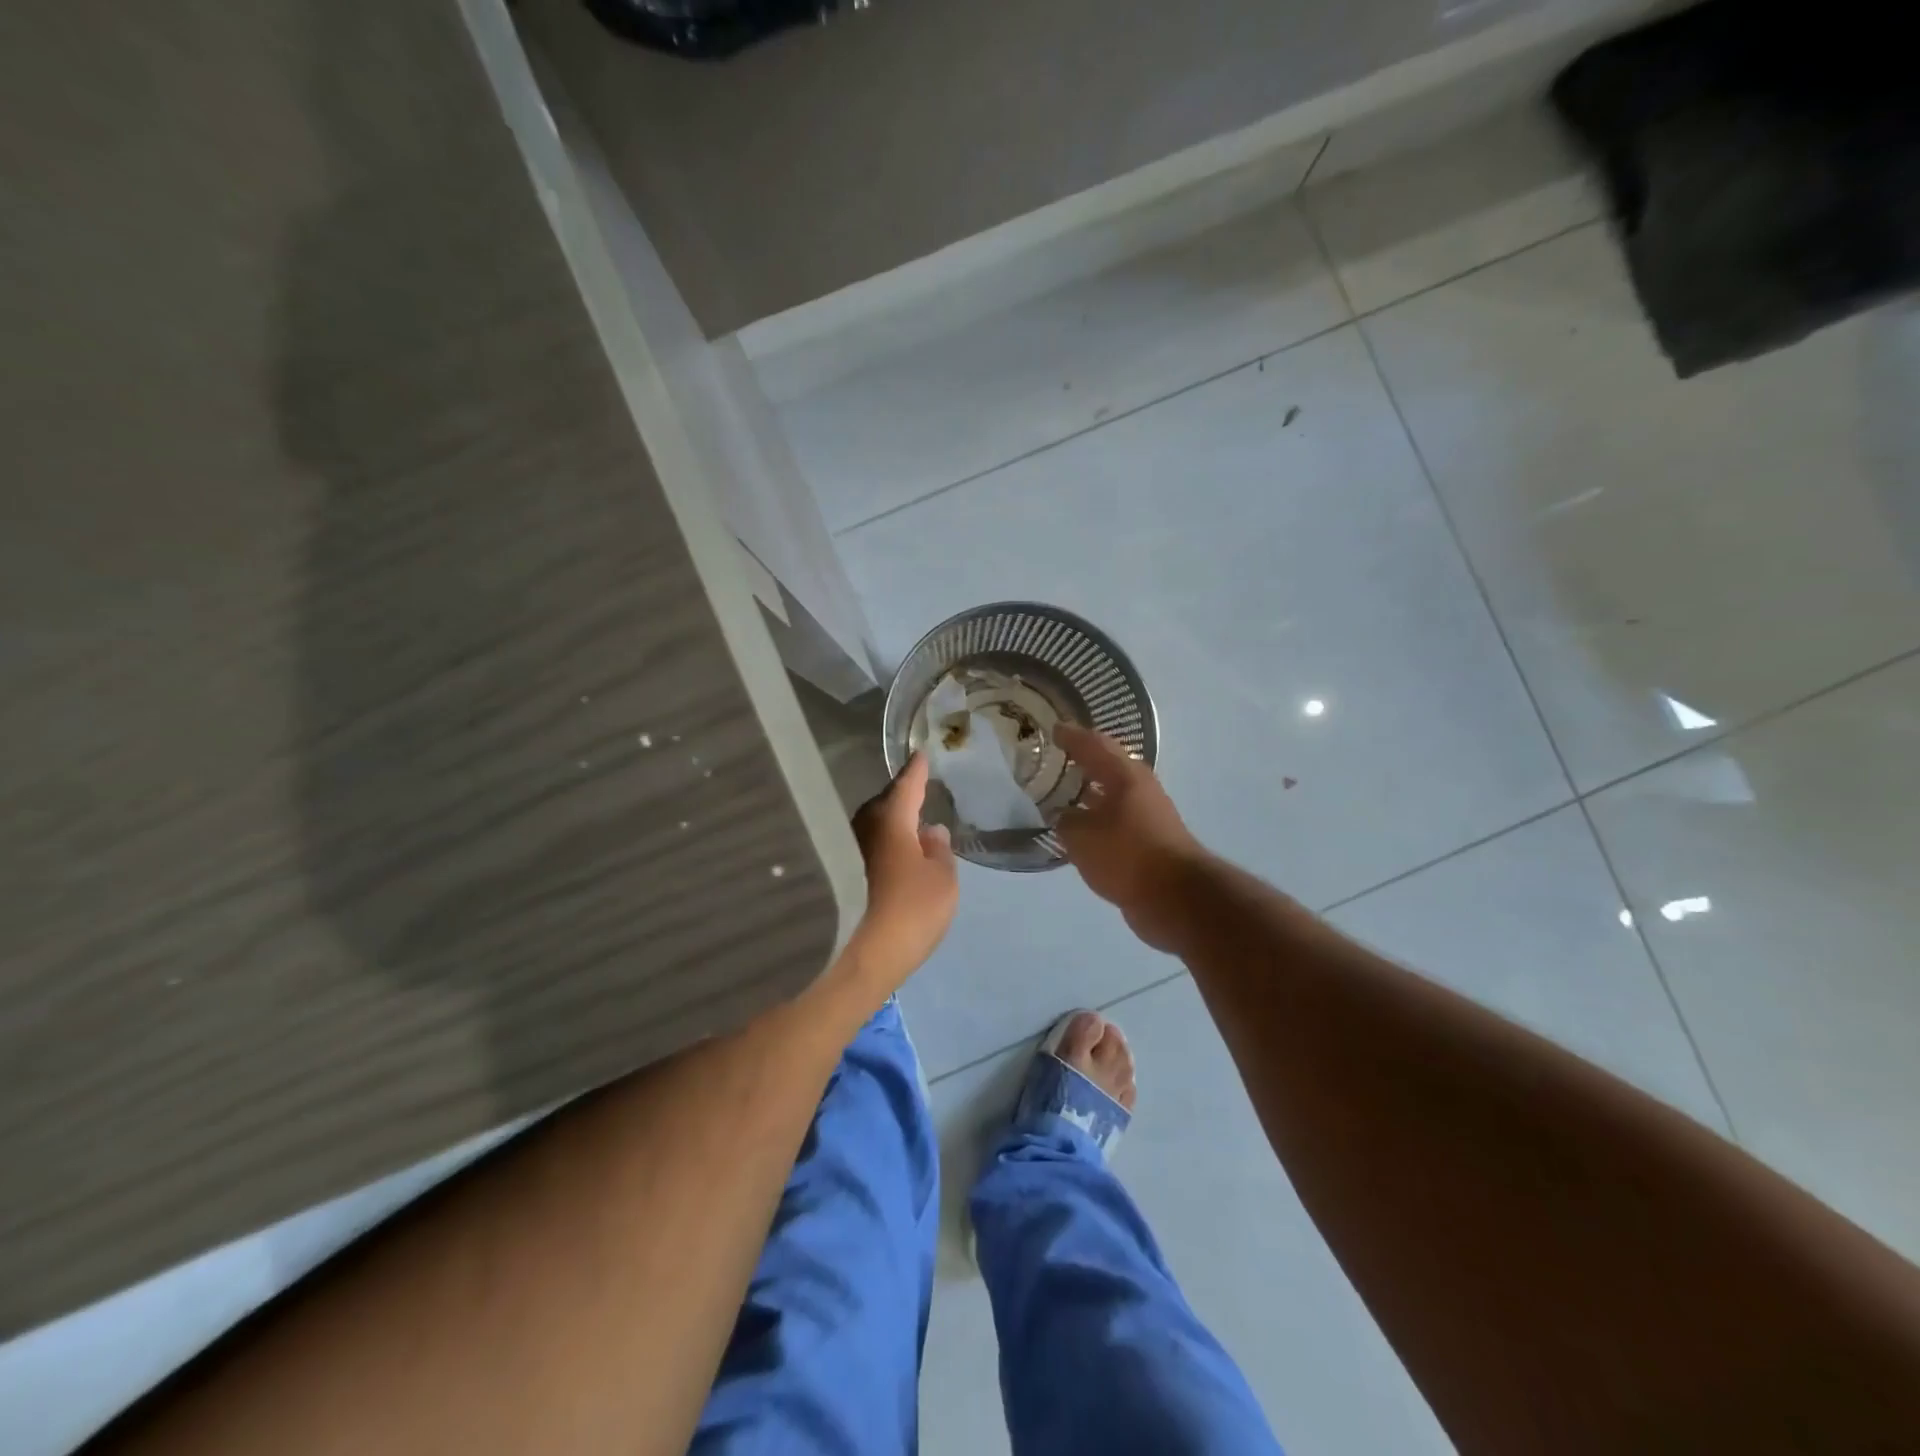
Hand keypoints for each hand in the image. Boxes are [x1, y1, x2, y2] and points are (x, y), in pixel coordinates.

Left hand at [838, 753, 958, 1005]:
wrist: (859, 956)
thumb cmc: (910, 910)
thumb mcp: (943, 880)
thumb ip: (939, 850)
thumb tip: (930, 831)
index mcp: (892, 819)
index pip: (907, 785)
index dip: (916, 771)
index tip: (921, 755)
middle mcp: (864, 827)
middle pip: (884, 804)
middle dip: (899, 799)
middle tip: (915, 797)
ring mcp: (846, 850)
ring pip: (871, 826)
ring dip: (887, 825)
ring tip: (905, 830)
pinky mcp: (836, 873)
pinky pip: (864, 846)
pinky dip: (878, 846)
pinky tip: (888, 858)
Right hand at [1053, 724, 1208, 951]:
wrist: (1176, 897)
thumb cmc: (1127, 854)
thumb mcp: (1082, 836)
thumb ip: (1065, 820)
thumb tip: (1063, 816)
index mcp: (1125, 775)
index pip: (1093, 744)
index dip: (1071, 736)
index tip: (1052, 729)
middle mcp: (1139, 788)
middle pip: (1106, 766)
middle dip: (1081, 762)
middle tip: (1053, 760)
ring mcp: (1148, 815)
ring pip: (1111, 795)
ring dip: (1088, 793)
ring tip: (1059, 795)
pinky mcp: (1149, 841)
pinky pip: (1115, 821)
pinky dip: (1096, 820)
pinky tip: (1079, 830)